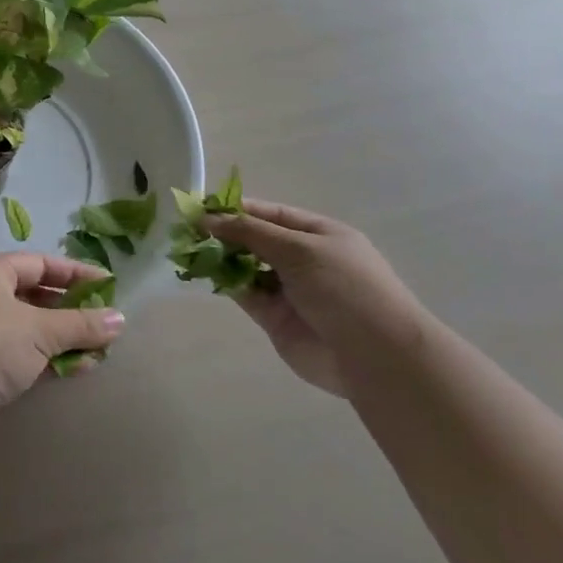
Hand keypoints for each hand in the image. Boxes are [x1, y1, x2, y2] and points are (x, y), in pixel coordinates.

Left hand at [0, 253, 124, 446]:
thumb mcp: (40, 329)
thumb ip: (81, 324)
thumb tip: (120, 319)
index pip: (40, 263)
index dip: (76, 273)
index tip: (109, 284)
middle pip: (35, 295)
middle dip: (72, 309)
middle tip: (106, 320)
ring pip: (30, 328)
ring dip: (63, 338)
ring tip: (100, 348)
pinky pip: (22, 355)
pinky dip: (48, 359)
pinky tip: (78, 368)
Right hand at [208, 201, 432, 396]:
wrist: (374, 355)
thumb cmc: (344, 287)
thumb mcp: (299, 248)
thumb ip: (251, 232)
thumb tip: (207, 217)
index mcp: (319, 235)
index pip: (272, 214)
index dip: (238, 209)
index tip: (203, 206)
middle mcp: (304, 260)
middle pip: (257, 240)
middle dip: (225, 233)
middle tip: (188, 230)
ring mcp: (289, 290)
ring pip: (247, 267)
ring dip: (221, 258)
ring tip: (189, 250)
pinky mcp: (276, 319)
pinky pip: (245, 294)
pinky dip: (226, 283)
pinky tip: (204, 273)